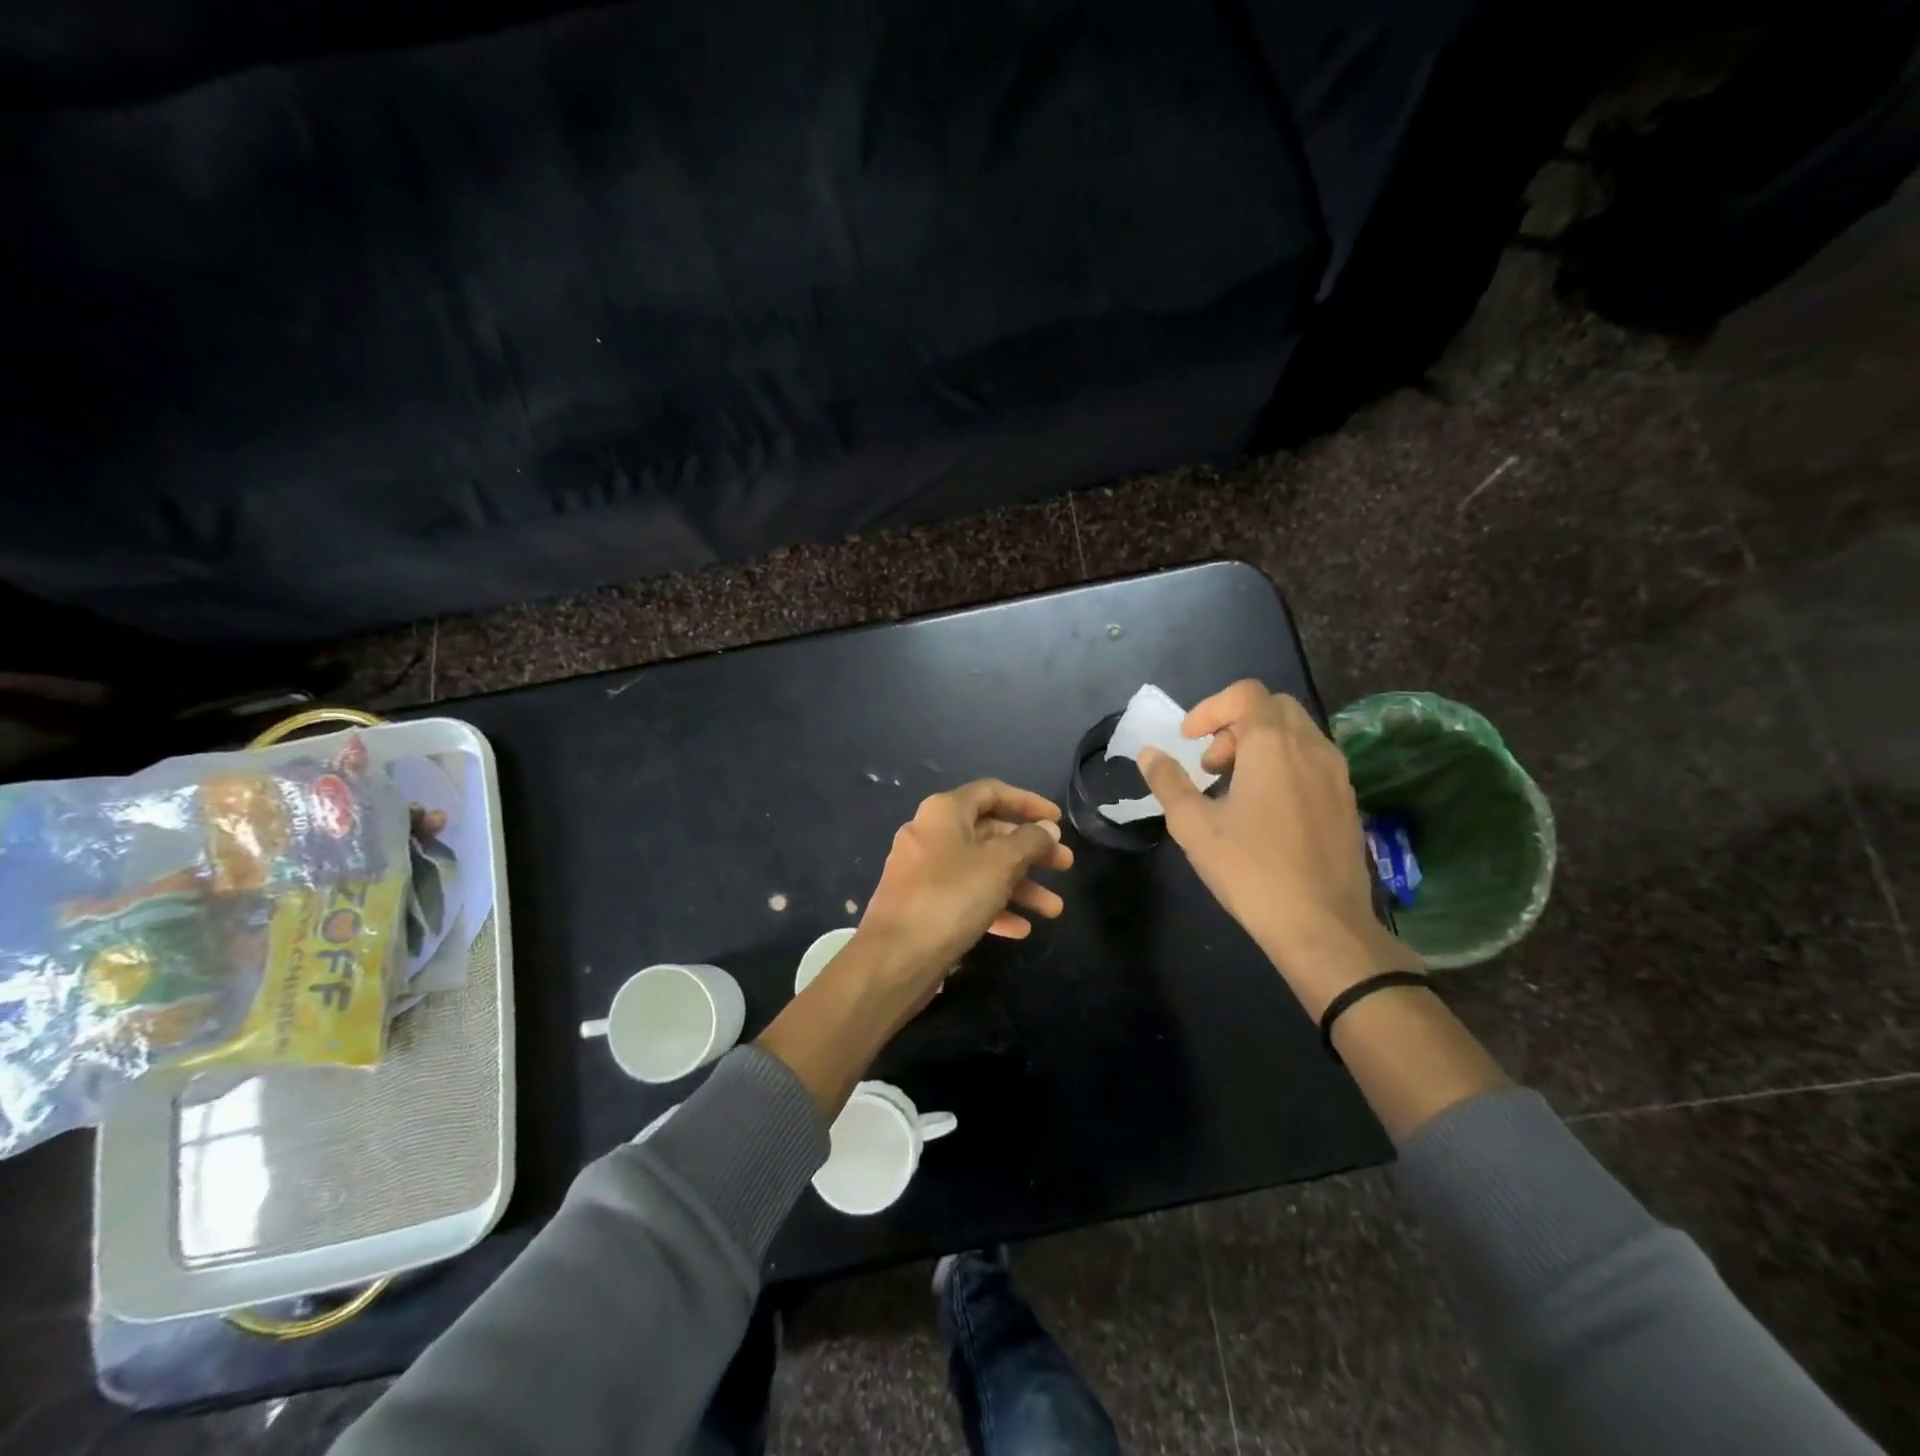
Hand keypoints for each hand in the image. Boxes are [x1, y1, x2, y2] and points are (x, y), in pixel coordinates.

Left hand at [760, 780, 1070, 1114]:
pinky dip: (995, 908)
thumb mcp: (1000, 864)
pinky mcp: (924, 905)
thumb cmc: (950, 897)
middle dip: (1031, 851)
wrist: (895, 958)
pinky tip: (1021, 929)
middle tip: (1065, 867)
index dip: (1028, 803)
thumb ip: (1029, 842)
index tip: (1058, 821)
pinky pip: (966, 897)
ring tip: (1054, 910)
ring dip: (1020, 886)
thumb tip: (1047, 829)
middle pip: (991, 833)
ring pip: (982, 870)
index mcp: (944, 812)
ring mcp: (925, 872)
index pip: (992, 792)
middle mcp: (932, 834)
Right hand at [1138, 680, 1418, 1015]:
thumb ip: (1168, 782)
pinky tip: (1266, 810)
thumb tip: (1149, 753)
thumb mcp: (1193, 825)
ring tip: (1234, 787)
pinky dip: (1284, 765)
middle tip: (1210, 763)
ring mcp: (1336, 774)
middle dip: (1235, 724)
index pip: (1245, 694)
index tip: (1188, 741)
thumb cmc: (1250, 869)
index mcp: (1273, 745)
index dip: (1210, 708)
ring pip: (1297, 733)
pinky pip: (1313, 761)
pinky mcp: (1347, 801)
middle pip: (1273, 707)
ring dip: (1260, 744)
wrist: (1321, 925)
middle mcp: (1311, 747)